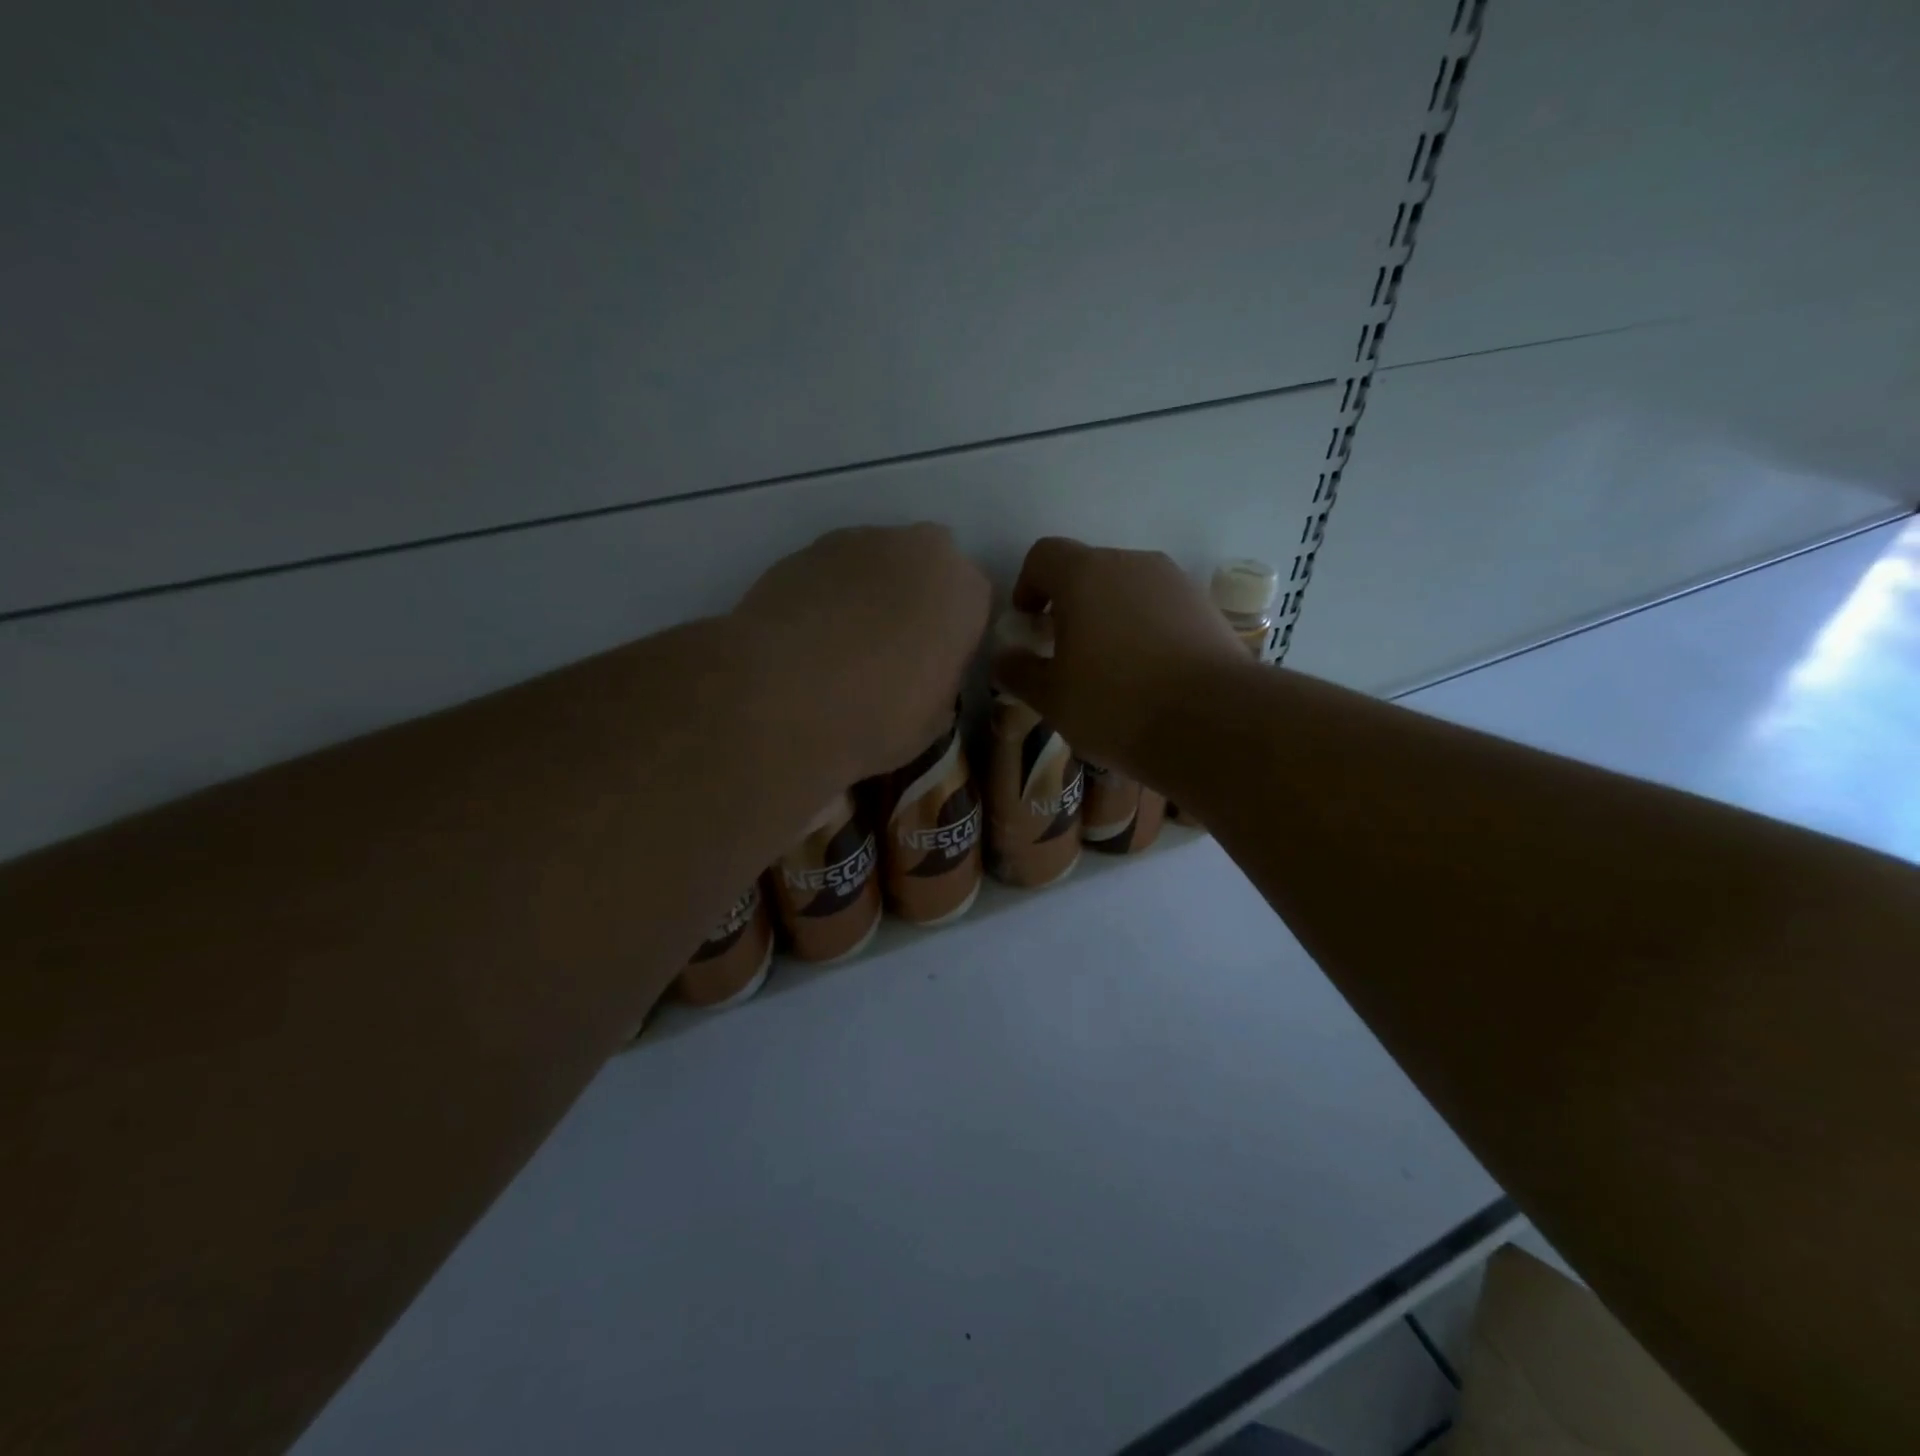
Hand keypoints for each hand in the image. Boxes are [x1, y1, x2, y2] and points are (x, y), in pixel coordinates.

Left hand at [732, 524, 991, 780]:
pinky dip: (825, 598)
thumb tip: (924, 675)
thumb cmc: (878, 717)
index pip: (973, 604)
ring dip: (867, 595)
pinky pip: (828, 574)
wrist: (782, 702)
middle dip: (912, 600)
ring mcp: (855, 542)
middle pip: (924, 569)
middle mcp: (917, 548)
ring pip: (874, 565)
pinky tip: (806, 641)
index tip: (933, 666)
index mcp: (964, 589)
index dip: (952, 636)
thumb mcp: (934, 719)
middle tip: (890, 651)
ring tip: (840, 647)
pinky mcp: (801, 551)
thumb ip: (941, 680)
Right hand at [993, 537, 1246, 778]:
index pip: (1044, 556)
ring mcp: (1175, 583)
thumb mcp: (1051, 698)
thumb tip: (1004, 657)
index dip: (1027, 586)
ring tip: (1109, 669)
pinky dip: (1144, 630)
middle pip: (1088, 570)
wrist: (1214, 723)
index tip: (1028, 625)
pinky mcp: (1206, 608)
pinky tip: (1149, 675)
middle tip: (1064, 653)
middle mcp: (1131, 564)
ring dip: (1109, 617)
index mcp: (1085, 575)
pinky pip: (1160, 609)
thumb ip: (1018, 671)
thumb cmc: (1116, 705)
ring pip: (1127, 590)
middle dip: (1069, 605)